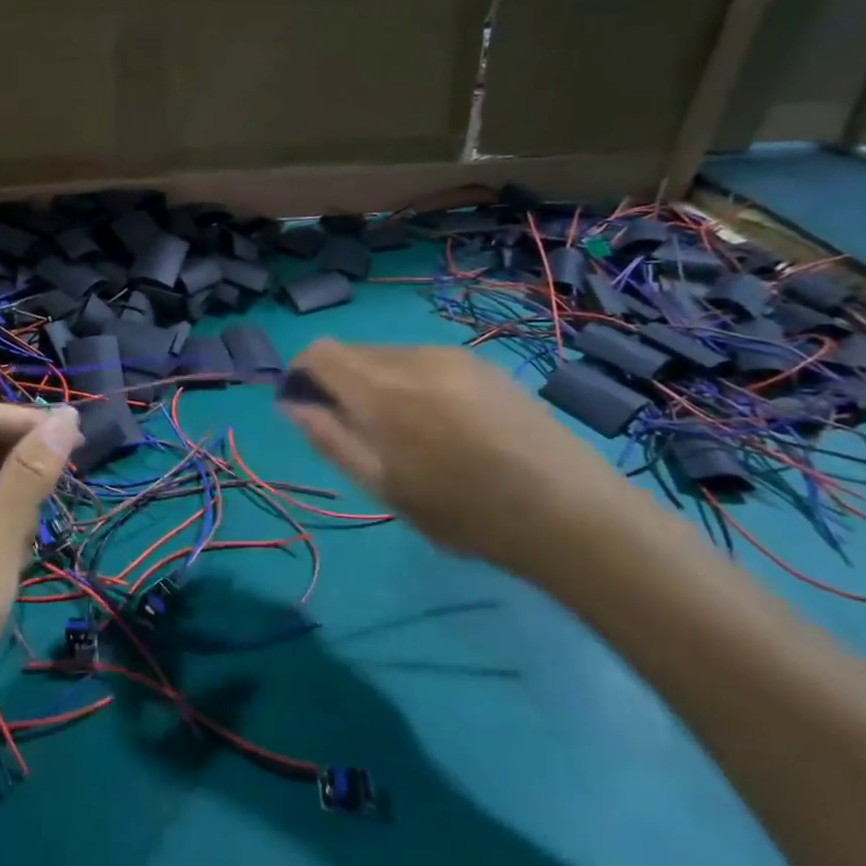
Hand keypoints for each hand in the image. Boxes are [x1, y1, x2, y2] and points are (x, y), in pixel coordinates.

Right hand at [277, 341, 639, 577]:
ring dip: (378, 383)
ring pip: (389, 356)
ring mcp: (452, 356)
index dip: (302, 374)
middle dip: (341, 383)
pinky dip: (413, 383)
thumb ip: (330, 439)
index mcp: (382, 391)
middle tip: (361, 433)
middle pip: (353, 352)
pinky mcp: (482, 363)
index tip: (308, 407)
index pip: (319, 352)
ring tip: (409, 434)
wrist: (572, 514)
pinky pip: (425, 360)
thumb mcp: (384, 487)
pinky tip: (445, 425)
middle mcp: (413, 358)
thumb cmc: (466, 513)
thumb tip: (293, 404)